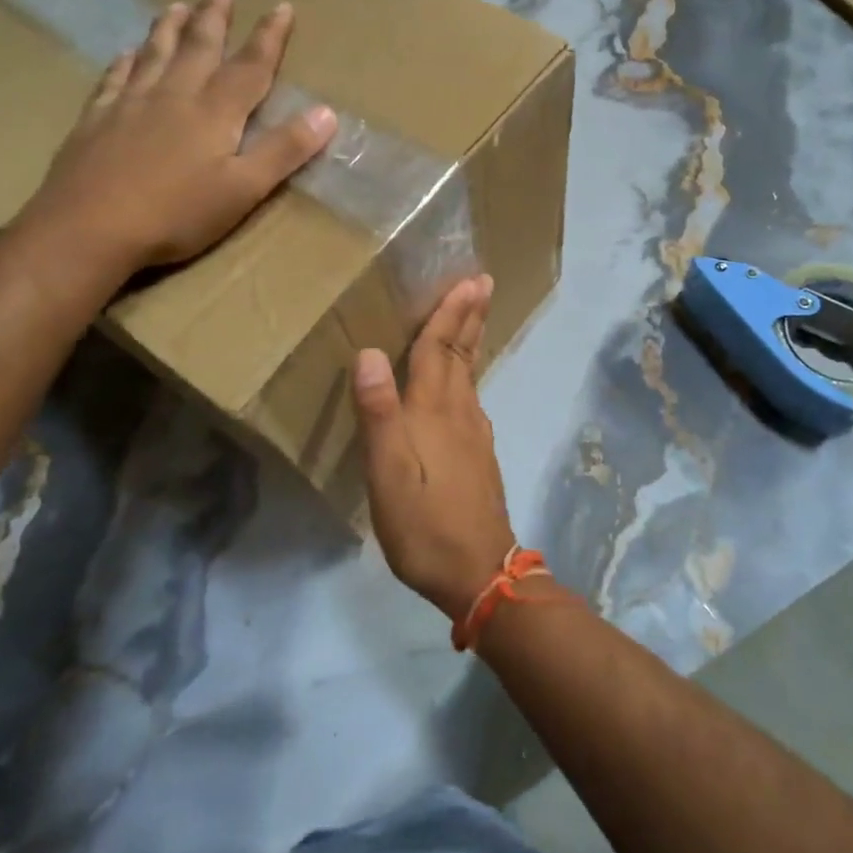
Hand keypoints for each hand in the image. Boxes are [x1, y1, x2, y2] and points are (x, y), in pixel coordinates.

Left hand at [24, 0, 336, 275]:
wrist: (88, 228)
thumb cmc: (176, 214)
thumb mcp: (243, 189)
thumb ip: (284, 150)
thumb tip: (327, 112)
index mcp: (214, 112)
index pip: (250, 66)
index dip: (269, 36)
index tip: (283, 7)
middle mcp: (174, 95)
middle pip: (199, 47)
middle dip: (215, 17)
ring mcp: (130, 103)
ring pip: (155, 53)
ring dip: (169, 27)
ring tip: (176, 4)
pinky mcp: (96, 119)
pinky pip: (115, 77)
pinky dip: (125, 60)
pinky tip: (126, 53)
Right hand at [353, 276, 515, 621]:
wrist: (478, 572)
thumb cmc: (424, 523)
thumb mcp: (387, 472)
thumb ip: (379, 413)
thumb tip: (369, 353)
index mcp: (434, 411)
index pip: (439, 350)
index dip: (449, 313)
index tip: (468, 280)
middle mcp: (460, 413)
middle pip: (463, 355)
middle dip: (470, 316)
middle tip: (482, 283)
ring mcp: (474, 435)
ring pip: (470, 375)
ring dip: (470, 340)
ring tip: (470, 319)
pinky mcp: (478, 456)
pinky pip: (471, 398)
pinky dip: (467, 374)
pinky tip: (463, 385)